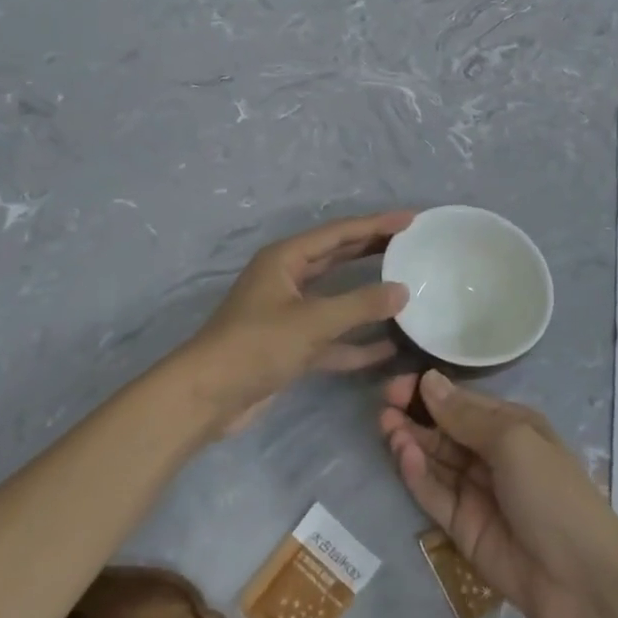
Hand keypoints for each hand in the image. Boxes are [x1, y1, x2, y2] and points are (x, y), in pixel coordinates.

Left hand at [182, 211, 412, 435]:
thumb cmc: (256, 345)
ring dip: (367, 296)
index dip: (375, 224)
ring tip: (406, 288)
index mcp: (285, 259)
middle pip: (337, 258)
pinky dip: (356, 341)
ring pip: (336, 297)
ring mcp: (288, 313)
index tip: (410, 219)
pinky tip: (388, 346)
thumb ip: (360, 304)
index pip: (339, 233)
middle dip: (372, 250)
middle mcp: (286, 279)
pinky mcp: (290, 346)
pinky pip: (331, 337)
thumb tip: (403, 291)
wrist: (207, 397)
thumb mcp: (312, 321)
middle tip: (410, 245)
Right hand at [380, 370, 617, 617]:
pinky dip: (417, 475)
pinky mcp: (462, 527)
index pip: (460, 401)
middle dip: (413, 415)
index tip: (397, 386)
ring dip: (410, 442)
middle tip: (383, 407)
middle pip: (443, 429)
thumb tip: (428, 379)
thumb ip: (465, 415)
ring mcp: (475, 492)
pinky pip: (434, 494)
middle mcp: (490, 454)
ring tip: (387, 427)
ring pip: (434, 460)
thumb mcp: (512, 441)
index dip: (428, 391)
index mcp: (509, 426)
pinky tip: (404, 455)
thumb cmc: (552, 492)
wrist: (582, 581)